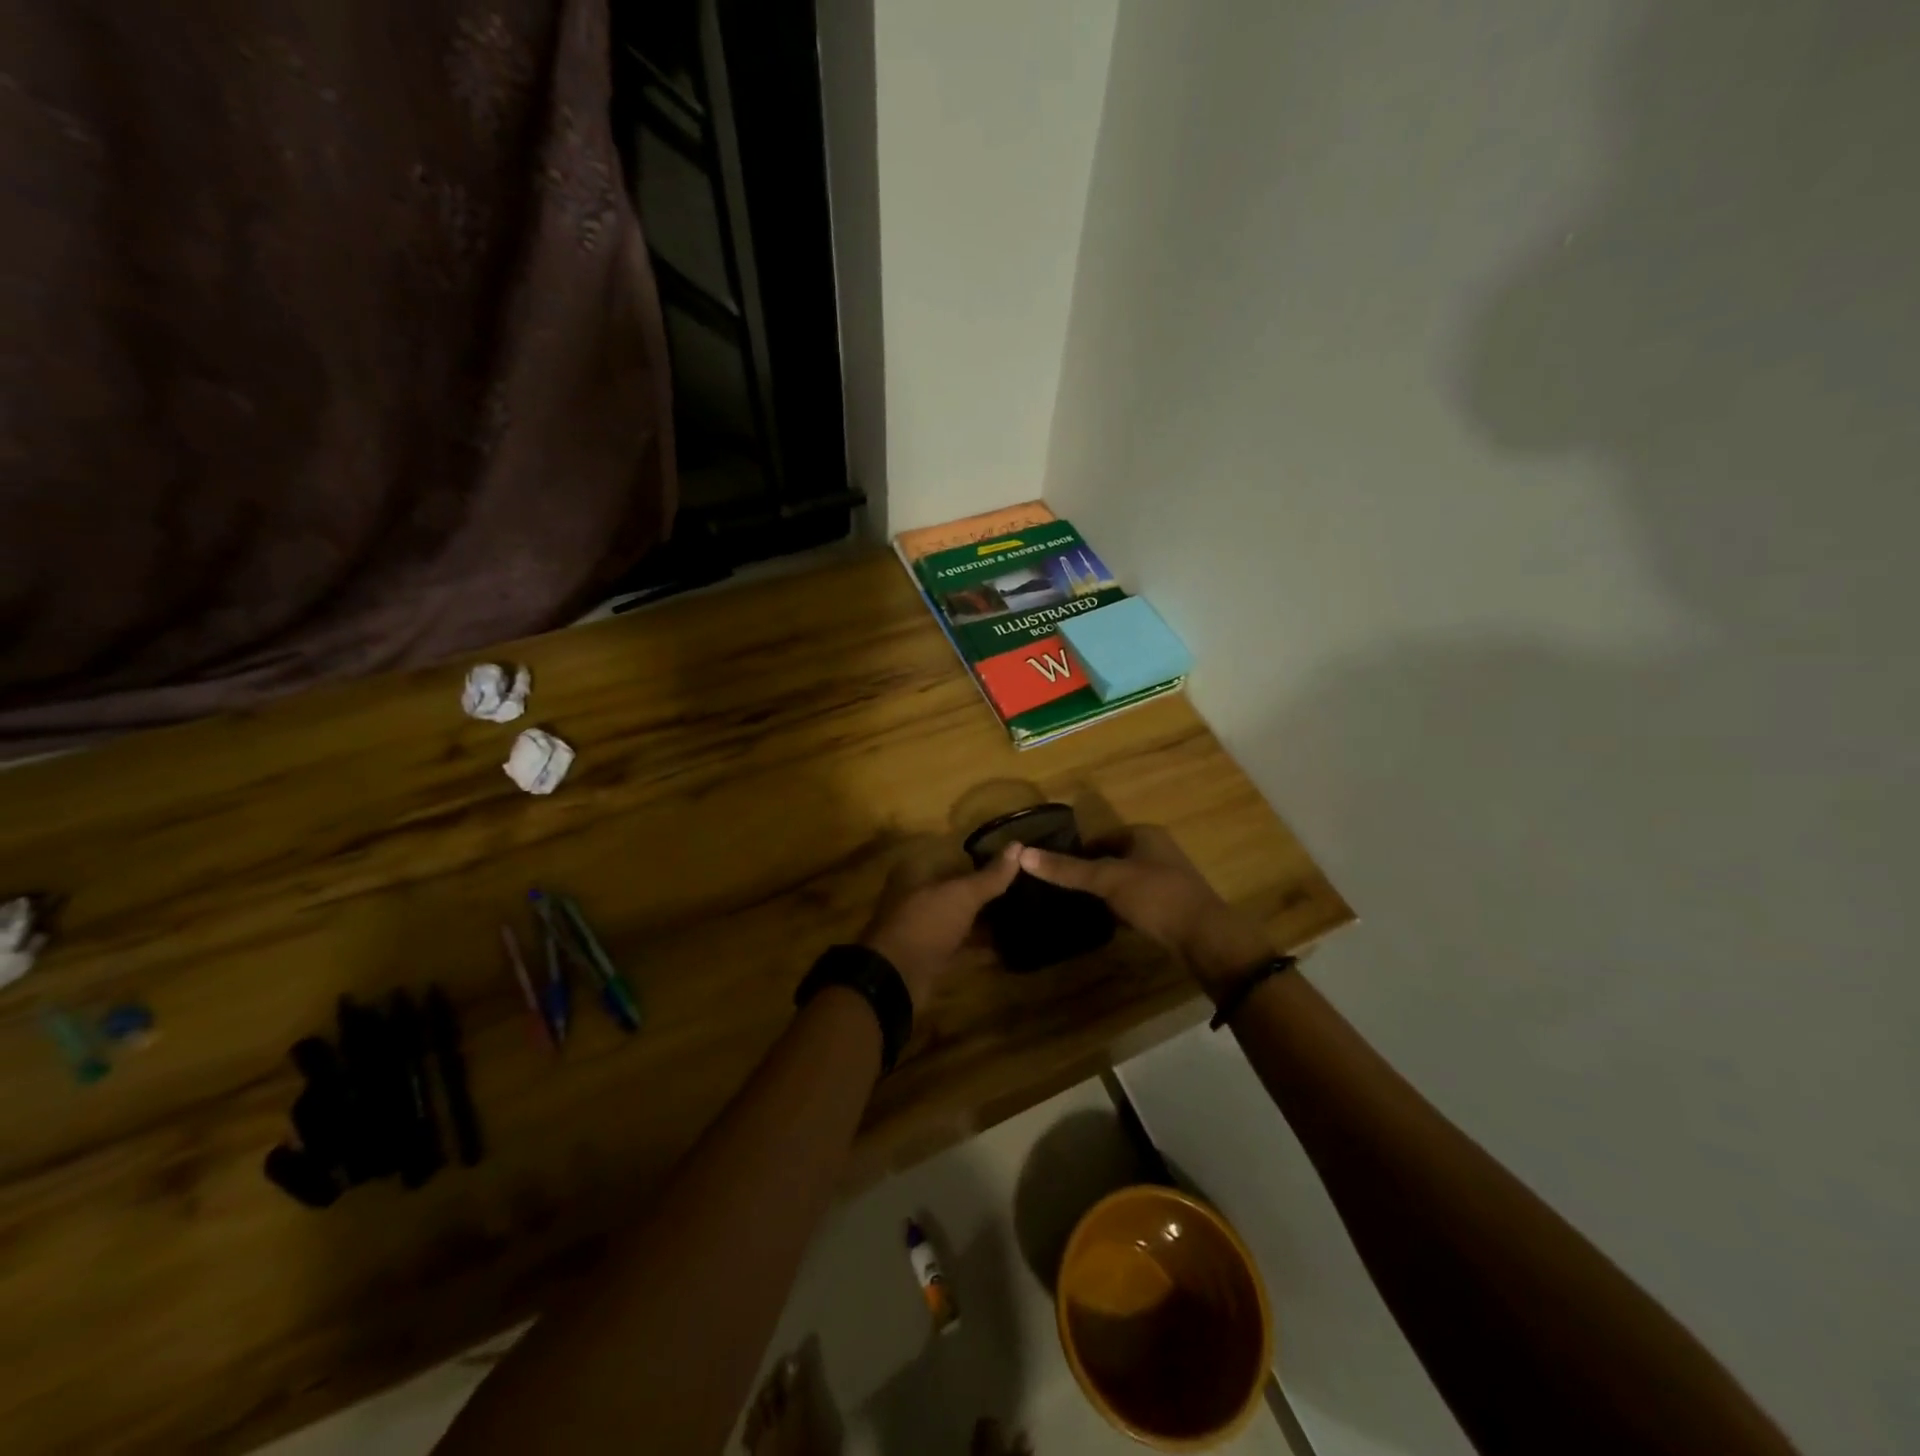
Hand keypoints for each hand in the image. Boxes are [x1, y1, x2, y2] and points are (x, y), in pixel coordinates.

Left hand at [860, 844, 1020, 1007]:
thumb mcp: (961, 895)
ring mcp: (922, 929)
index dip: (982, 859)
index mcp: (916, 873)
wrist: (895, 978)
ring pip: (959, 919)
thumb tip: (1018, 845)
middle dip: (986, 892)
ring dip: (984, 921)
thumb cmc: (926, 923)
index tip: (1012, 863)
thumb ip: (990, 875)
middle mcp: (916, 897)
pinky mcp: (930, 957)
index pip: (954, 858)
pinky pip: (960, 947)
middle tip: (1023, 890)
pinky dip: (980, 948)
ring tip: (1020, 917)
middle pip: (957, 891)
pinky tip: (1007, 948)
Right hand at [1017, 826, 1273, 997]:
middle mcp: (1157, 850)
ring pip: (1124, 881)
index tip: (1054, 872)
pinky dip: (1121, 908)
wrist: (1205, 937)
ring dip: (1105, 893)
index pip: (1100, 838)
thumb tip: (1022, 854)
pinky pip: (1137, 900)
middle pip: (1112, 858)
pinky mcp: (1171, 904)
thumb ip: (1067, 869)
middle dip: (1090, 874)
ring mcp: (1167, 878)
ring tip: (1078, 908)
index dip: (1076, 853)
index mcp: (1144, 834)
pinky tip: (1107, 923)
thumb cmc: (1155, 897)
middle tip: (1062, 892)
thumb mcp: (1107, 880)